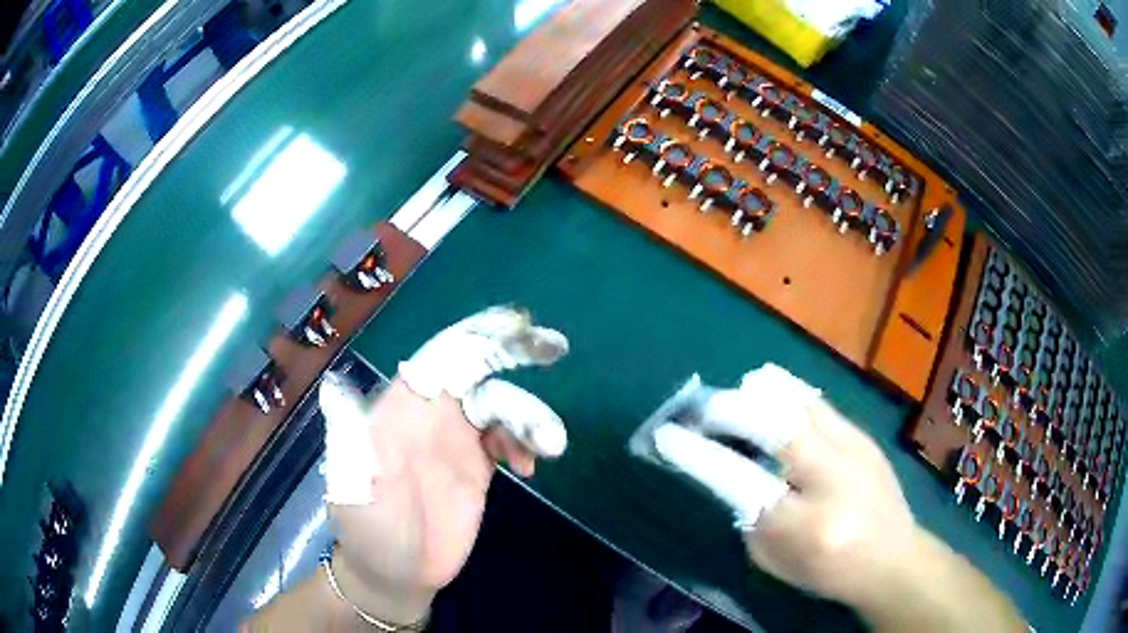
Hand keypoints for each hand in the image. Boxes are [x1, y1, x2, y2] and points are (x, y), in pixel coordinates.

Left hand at [318, 307, 568, 625]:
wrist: (395, 573)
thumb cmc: (368, 529)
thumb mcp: (353, 485)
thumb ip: (351, 438)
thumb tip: (336, 387)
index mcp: (400, 408)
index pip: (439, 358)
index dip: (475, 336)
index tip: (515, 326)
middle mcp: (431, 415)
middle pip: (476, 370)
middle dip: (512, 352)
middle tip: (553, 347)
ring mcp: (456, 440)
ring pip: (500, 404)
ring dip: (529, 414)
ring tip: (551, 444)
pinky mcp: (477, 467)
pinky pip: (508, 438)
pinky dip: (526, 442)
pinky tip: (531, 466)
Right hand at [651, 365, 1024, 630]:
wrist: (893, 557)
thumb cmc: (828, 570)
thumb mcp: (775, 560)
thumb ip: (749, 516)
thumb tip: (733, 471)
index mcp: (803, 522)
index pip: (738, 478)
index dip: (697, 453)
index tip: (665, 434)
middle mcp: (831, 475)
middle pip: (771, 422)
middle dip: (727, 410)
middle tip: (702, 412)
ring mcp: (852, 447)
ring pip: (796, 400)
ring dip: (757, 395)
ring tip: (735, 399)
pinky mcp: (862, 433)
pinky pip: (815, 400)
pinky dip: (785, 393)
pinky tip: (770, 394)